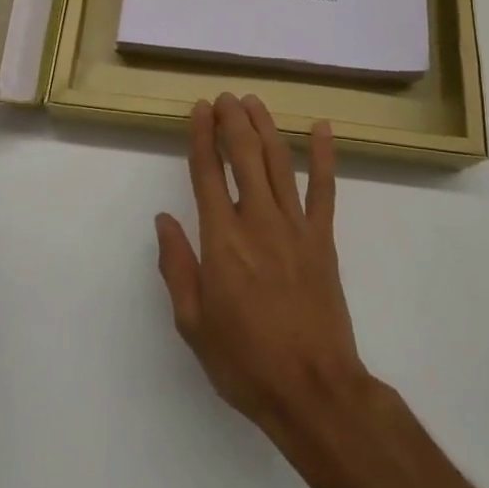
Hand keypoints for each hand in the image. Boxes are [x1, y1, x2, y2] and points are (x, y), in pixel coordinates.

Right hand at [155, 93, 368, 450]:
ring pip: (278, 162)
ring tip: (253, 102)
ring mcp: (294, 226)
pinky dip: (324, 155)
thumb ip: (177, 266)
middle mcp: (257, 221)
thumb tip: (163, 220)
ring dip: (265, 126)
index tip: (199, 109)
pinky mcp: (323, 239)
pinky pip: (325, 189)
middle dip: (232, 120)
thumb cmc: (245, 361)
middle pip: (244, 155)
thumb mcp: (193, 323)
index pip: (207, 173)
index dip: (202, 136)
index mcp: (221, 240)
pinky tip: (321, 128)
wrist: (312, 390)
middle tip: (225, 97)